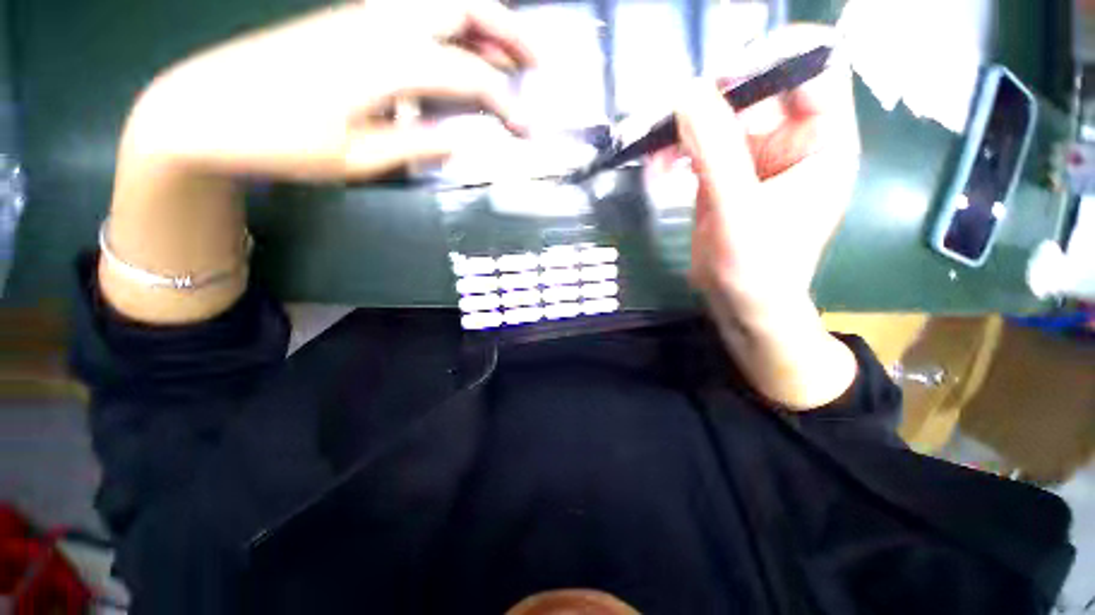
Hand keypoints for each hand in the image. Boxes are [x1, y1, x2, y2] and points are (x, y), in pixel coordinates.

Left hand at [104, 0, 534, 323]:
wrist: (207, 110)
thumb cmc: (281, 142)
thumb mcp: (357, 160)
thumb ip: (417, 146)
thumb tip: (464, 140)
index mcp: (386, 64)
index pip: (468, 77)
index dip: (505, 105)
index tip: (527, 133)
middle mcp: (381, 26)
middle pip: (462, 7)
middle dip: (509, 31)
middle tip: (536, 61)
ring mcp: (363, 18)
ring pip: (441, 2)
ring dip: (484, 22)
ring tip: (510, 53)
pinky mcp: (350, 22)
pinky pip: (417, 13)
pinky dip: (453, 27)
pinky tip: (462, 48)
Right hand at [673, 25, 859, 321]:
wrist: (740, 304)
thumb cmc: (757, 267)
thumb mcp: (739, 210)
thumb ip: (717, 152)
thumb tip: (688, 93)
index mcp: (823, 142)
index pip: (815, 69)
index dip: (774, 59)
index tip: (722, 78)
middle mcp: (793, 141)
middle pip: (759, 90)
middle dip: (715, 100)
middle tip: (675, 116)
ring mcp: (756, 158)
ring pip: (722, 119)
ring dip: (687, 130)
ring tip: (659, 153)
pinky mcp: (726, 176)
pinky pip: (701, 148)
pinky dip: (677, 153)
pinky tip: (658, 168)